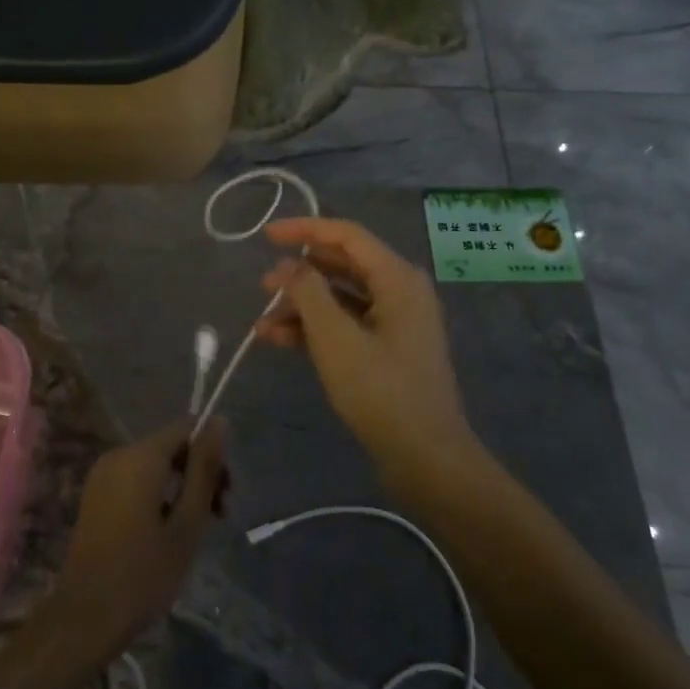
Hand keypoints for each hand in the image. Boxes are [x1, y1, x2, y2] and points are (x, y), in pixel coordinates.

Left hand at [48, 418, 229, 660]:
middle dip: (198, 473)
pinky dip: (157, 494)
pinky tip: (166, 532)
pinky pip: (135, 479)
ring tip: (195, 529)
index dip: (211, 451)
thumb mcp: (187, 523)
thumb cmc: (144, 574)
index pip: (186, 428)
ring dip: (180, 487)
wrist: (85, 617)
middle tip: (218, 516)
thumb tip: (219, 421)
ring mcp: (102, 474)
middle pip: (171, 446)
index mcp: (141, 456)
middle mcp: (119, 454)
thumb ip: (204, 469)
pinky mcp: (95, 494)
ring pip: (154, 465)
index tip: (225, 492)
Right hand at [255, 217, 477, 484]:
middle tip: (263, 285)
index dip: (304, 229)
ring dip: (302, 306)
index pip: (346, 235)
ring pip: (340, 298)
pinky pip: (346, 324)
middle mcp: (399, 291)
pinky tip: (279, 340)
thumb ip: (308, 292)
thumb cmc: (381, 391)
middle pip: (342, 265)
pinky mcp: (387, 349)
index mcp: (397, 278)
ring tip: (263, 323)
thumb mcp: (336, 338)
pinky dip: (315, 329)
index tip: (266, 235)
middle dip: (299, 274)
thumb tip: (288, 265)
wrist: (426, 458)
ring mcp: (395, 321)